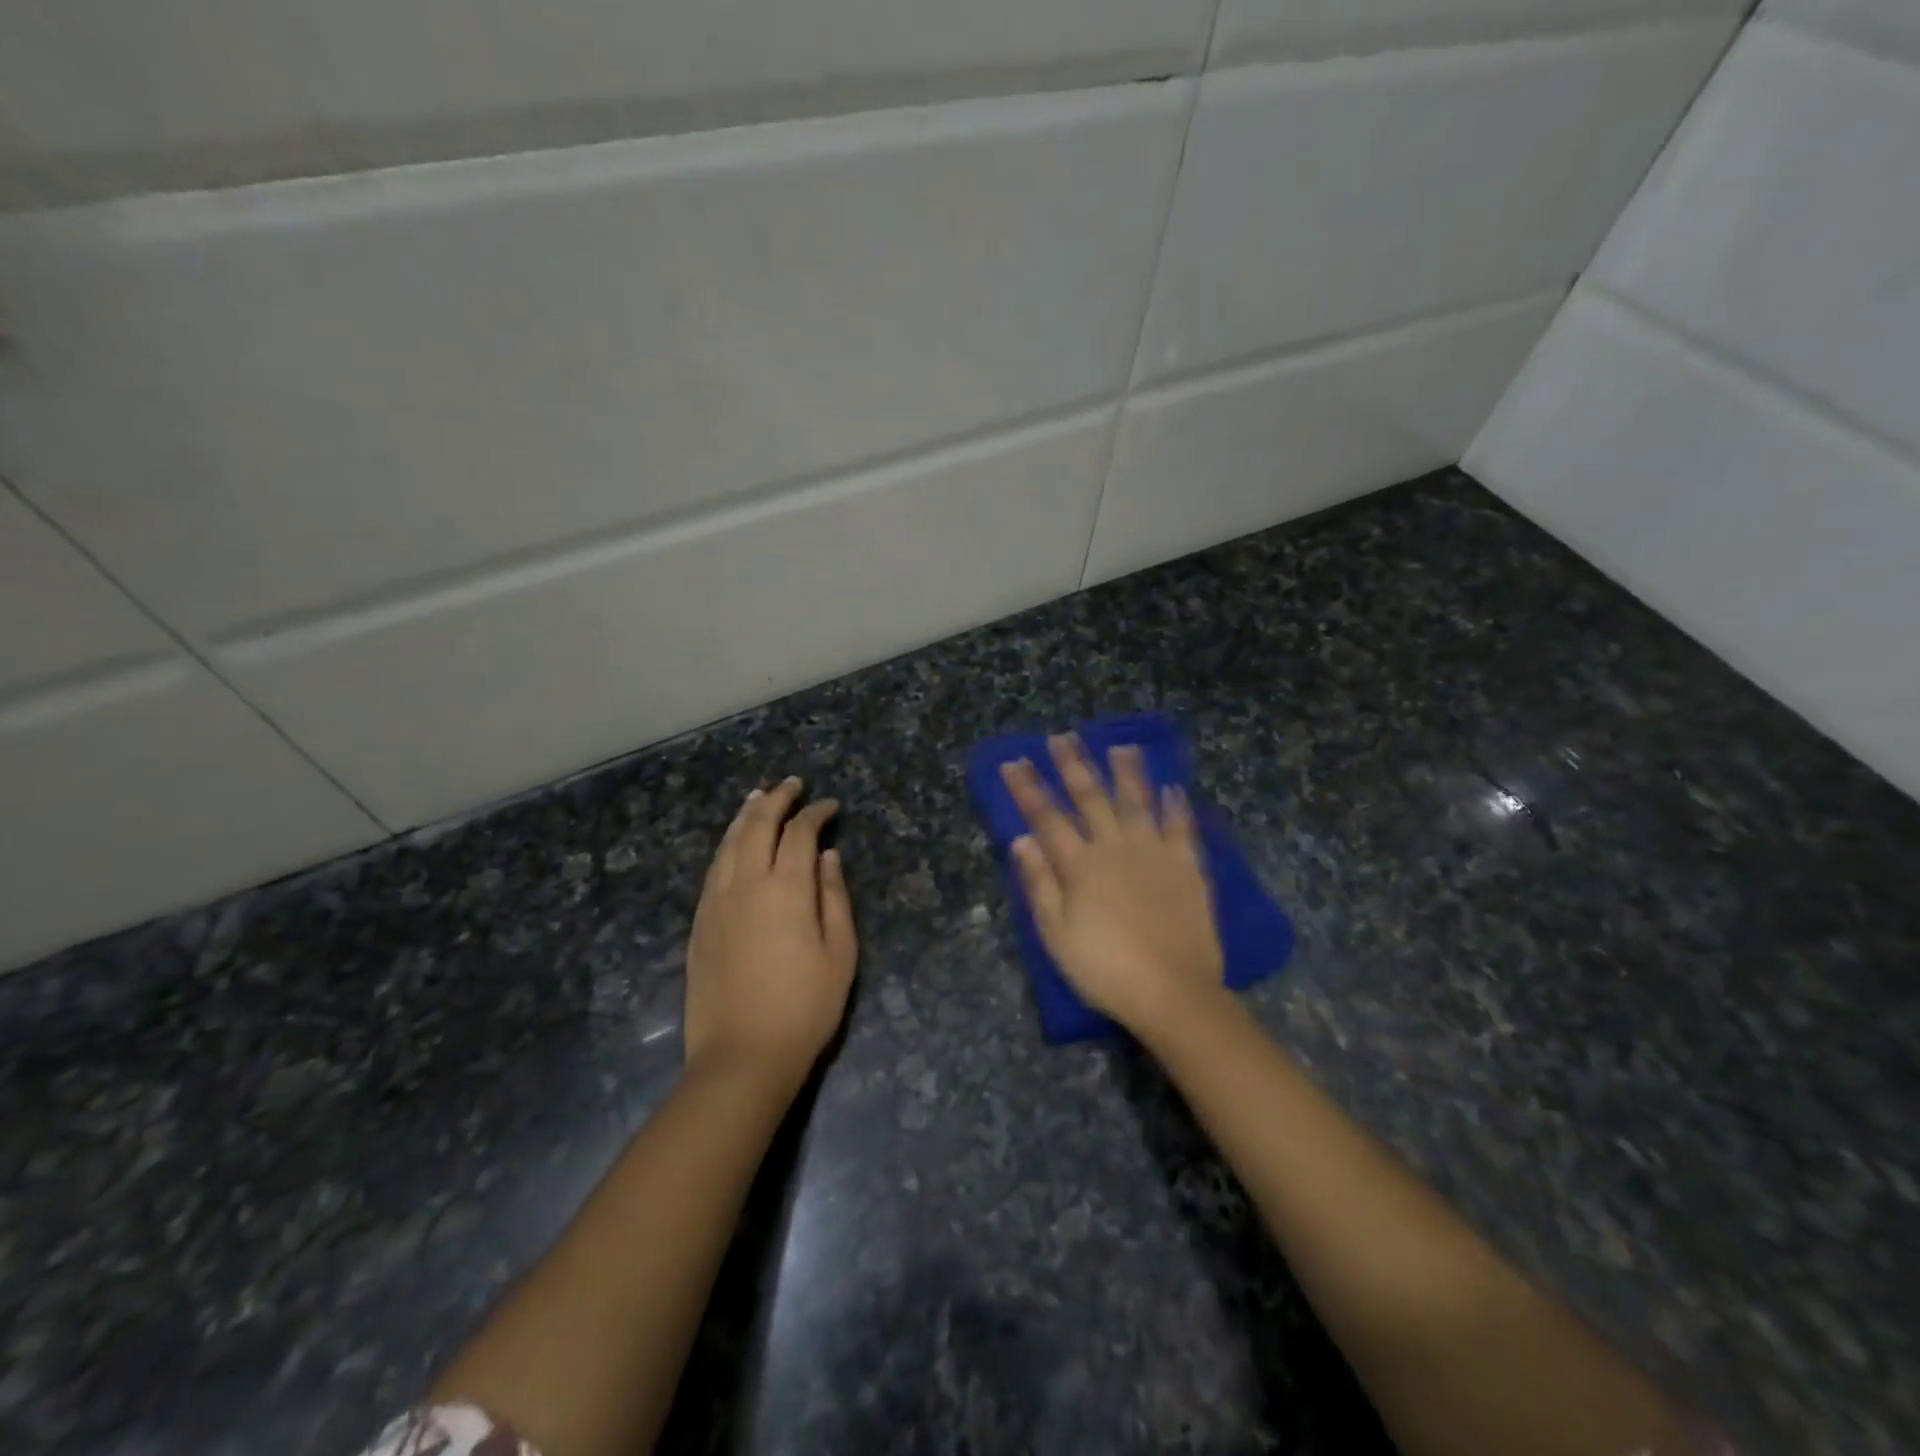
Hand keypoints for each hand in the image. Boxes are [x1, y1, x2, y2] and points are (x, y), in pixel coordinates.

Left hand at [684, 778, 857, 1094]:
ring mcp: (716, 902)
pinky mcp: (700, 923)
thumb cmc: (804, 1007)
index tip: (830, 807)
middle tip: (792, 785)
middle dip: (776, 800)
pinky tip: (733, 844)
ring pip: (728, 843)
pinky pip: (713, 869)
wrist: (742, 1056)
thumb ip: (834, 897)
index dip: (815, 814)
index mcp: (785, 889)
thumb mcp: (840, 952)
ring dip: (745, 816)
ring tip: (757, 798)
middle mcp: (746, 884)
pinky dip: (727, 845)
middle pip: (757, 826)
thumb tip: (828, 856)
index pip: (799, 833)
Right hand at [1001, 736, 1223, 1034]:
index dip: (1028, 788)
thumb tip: (1022, 840)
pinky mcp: (1187, 866)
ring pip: (1138, 801)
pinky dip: (1176, 806)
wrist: (1172, 991)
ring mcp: (1155, 853)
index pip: (1047, 817)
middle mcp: (1115, 847)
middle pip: (1091, 798)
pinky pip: (1182, 827)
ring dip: (1127, 772)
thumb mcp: (1056, 933)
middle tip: (1062, 737)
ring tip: (1121, 747)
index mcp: (1080, 865)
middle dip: (1073, 766)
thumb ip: (1039, 884)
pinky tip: (1173, 789)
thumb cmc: (1105, 968)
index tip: (1014, 762)